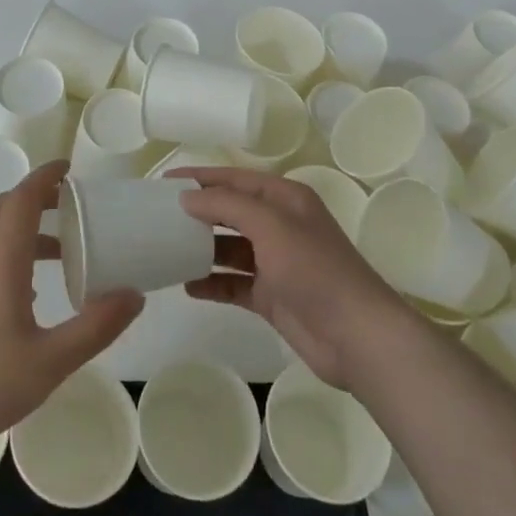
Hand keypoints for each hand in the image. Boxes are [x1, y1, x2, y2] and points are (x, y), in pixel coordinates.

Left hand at [0, 161, 142, 452]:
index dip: (44, 177)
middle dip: (37, 197)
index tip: (69, 168)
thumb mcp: (52, 361)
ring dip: (26, 229)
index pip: (21, 200)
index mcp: (0, 262)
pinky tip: (29, 294)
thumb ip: (96, 327)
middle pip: (5, 210)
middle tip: (72, 204)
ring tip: (62, 252)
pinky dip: (11, 254)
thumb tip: (134, 295)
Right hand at [175, 167, 410, 390]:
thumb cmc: (315, 270)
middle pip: (231, 211)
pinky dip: (213, 283)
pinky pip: (234, 283)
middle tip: (158, 216)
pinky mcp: (272, 296)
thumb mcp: (270, 226)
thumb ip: (227, 205)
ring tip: (165, 250)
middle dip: (198, 212)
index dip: (201, 178)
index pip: (235, 179)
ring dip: (202, 248)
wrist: (357, 337)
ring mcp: (276, 263)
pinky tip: (187, 286)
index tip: (163, 183)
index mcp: (285, 199)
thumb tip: (187, 198)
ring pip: (230, 248)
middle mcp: (280, 225)